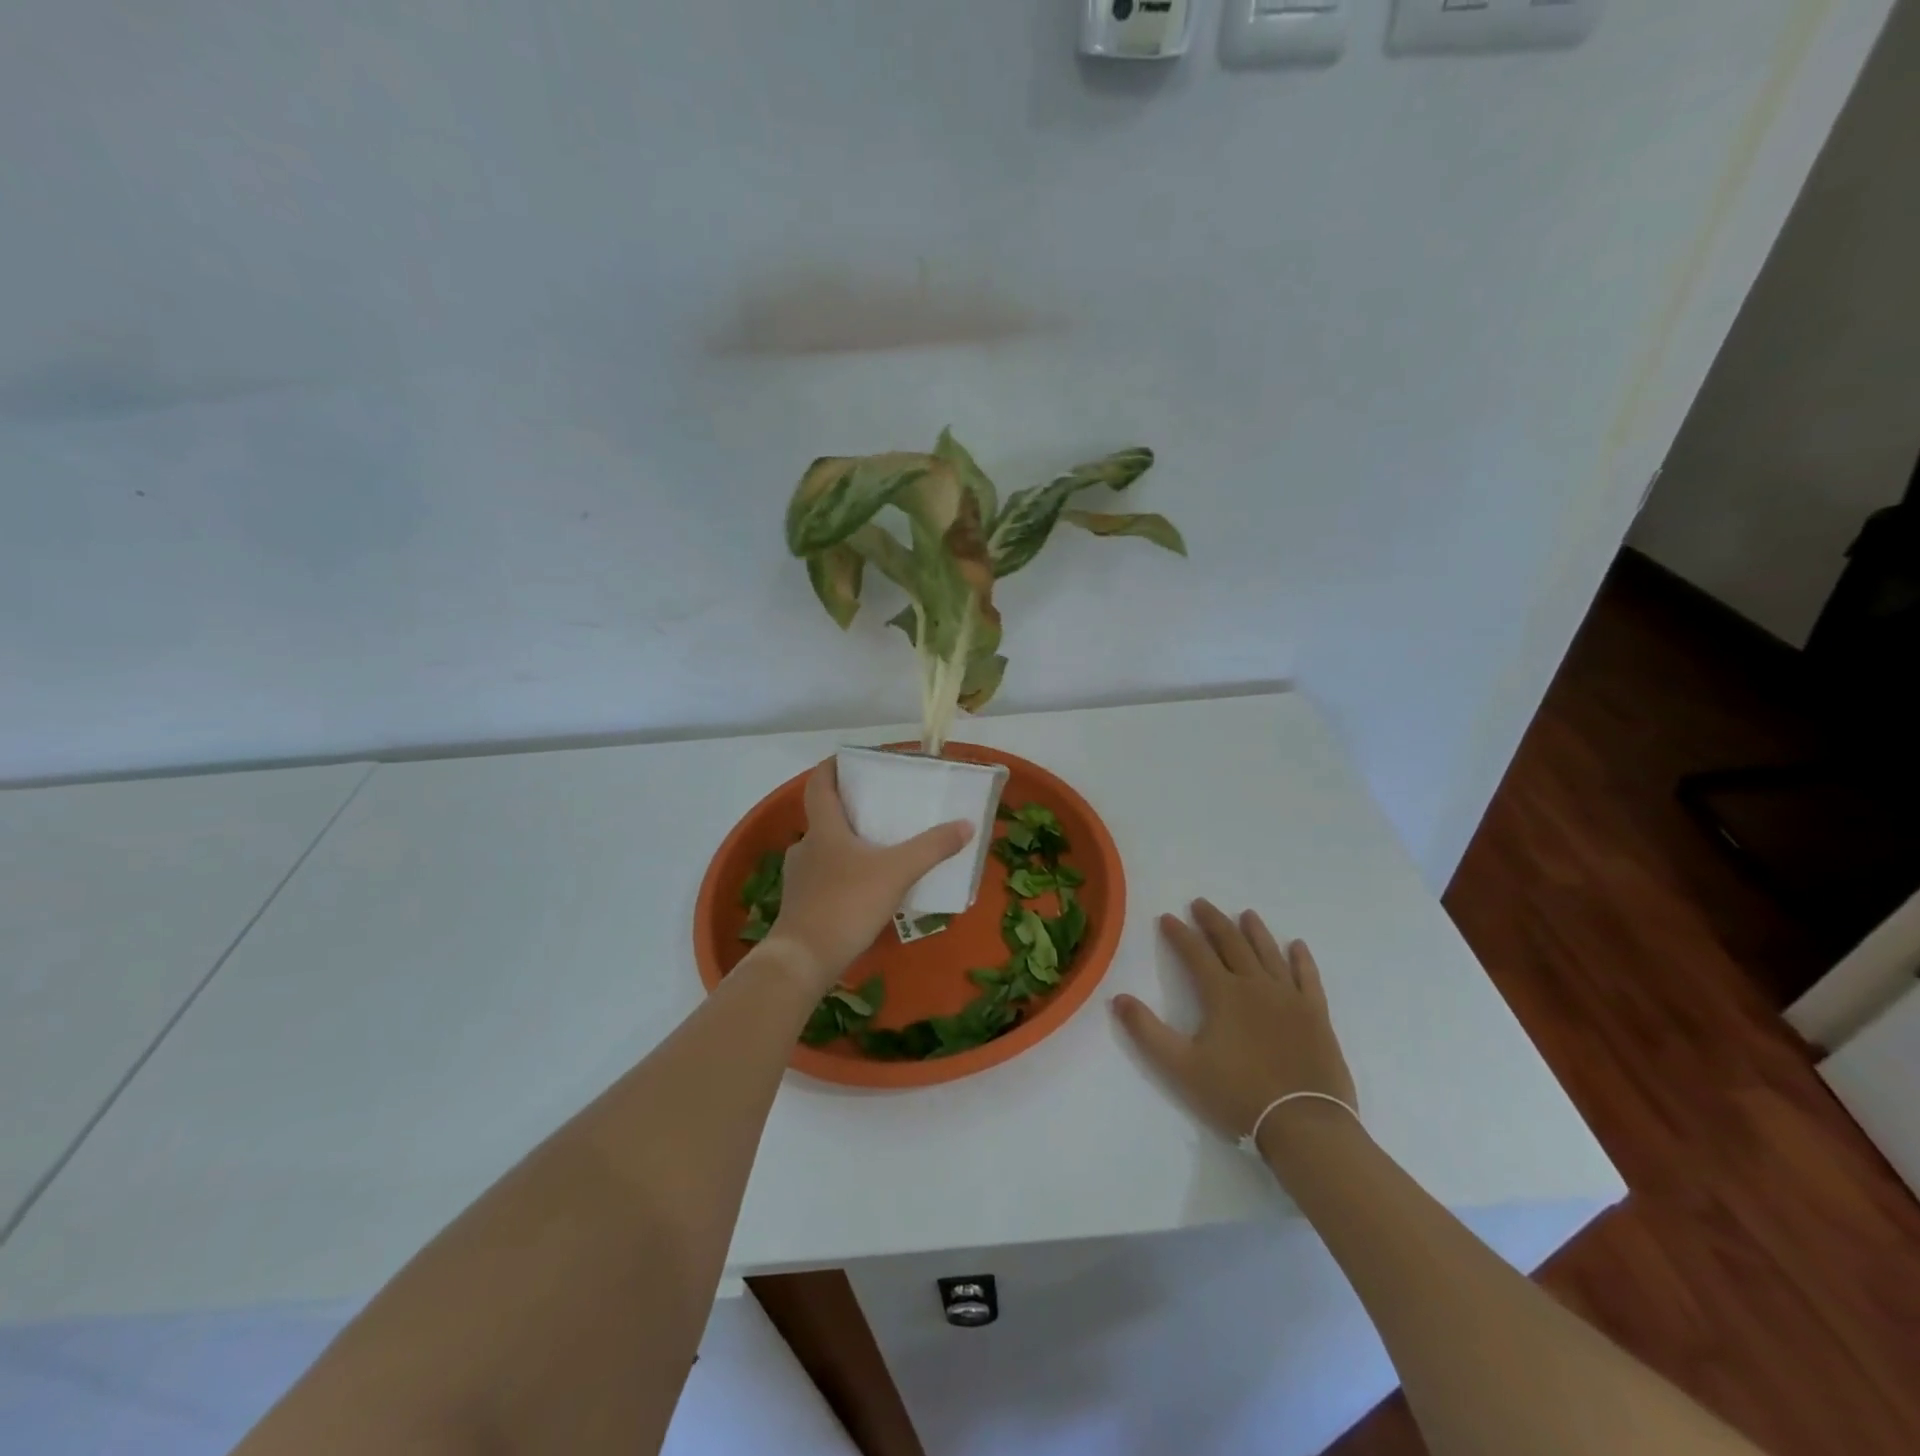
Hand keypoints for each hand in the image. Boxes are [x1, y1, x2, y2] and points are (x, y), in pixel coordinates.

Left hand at [762, 759, 974, 995]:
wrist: (804, 959)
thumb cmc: (846, 903)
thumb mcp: (897, 872)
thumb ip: (932, 847)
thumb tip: (966, 825)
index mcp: (824, 828)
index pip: (819, 784)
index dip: (831, 768)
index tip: (849, 760)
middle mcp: (806, 846)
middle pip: (824, 817)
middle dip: (849, 810)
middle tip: (879, 809)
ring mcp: (799, 878)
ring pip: (824, 850)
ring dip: (847, 845)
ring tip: (878, 851)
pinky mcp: (801, 905)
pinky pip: (824, 878)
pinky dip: (843, 875)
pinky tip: (865, 890)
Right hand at [1113, 900, 1356, 1145]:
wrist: (1304, 1124)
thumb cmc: (1238, 1095)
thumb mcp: (1181, 1067)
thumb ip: (1147, 1031)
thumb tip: (1119, 998)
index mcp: (1223, 994)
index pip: (1195, 953)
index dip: (1179, 934)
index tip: (1167, 917)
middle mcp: (1256, 985)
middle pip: (1232, 943)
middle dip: (1213, 922)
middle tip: (1201, 903)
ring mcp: (1290, 998)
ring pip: (1269, 953)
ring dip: (1255, 931)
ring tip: (1246, 914)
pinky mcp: (1316, 1015)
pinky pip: (1308, 977)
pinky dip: (1302, 959)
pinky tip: (1297, 946)